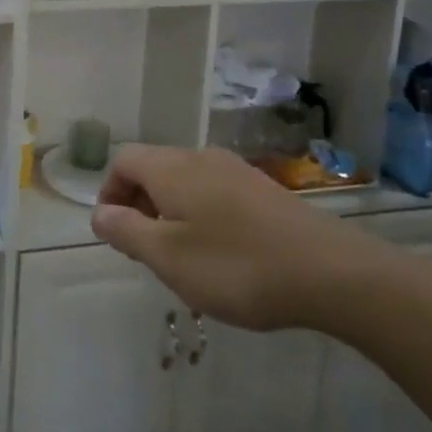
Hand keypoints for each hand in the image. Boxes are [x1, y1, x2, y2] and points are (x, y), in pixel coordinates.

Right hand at [90, 145, 385, 331]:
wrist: (333, 273)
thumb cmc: (237, 265)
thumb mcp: (168, 257)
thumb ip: (126, 231)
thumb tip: (98, 213)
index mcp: (171, 168)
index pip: (124, 161)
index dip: (109, 192)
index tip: (115, 232)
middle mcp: (201, 158)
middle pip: (154, 168)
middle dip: (140, 205)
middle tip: (145, 250)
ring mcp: (238, 172)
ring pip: (186, 183)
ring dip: (172, 213)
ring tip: (182, 257)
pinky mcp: (265, 192)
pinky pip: (216, 194)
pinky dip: (203, 217)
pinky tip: (223, 255)